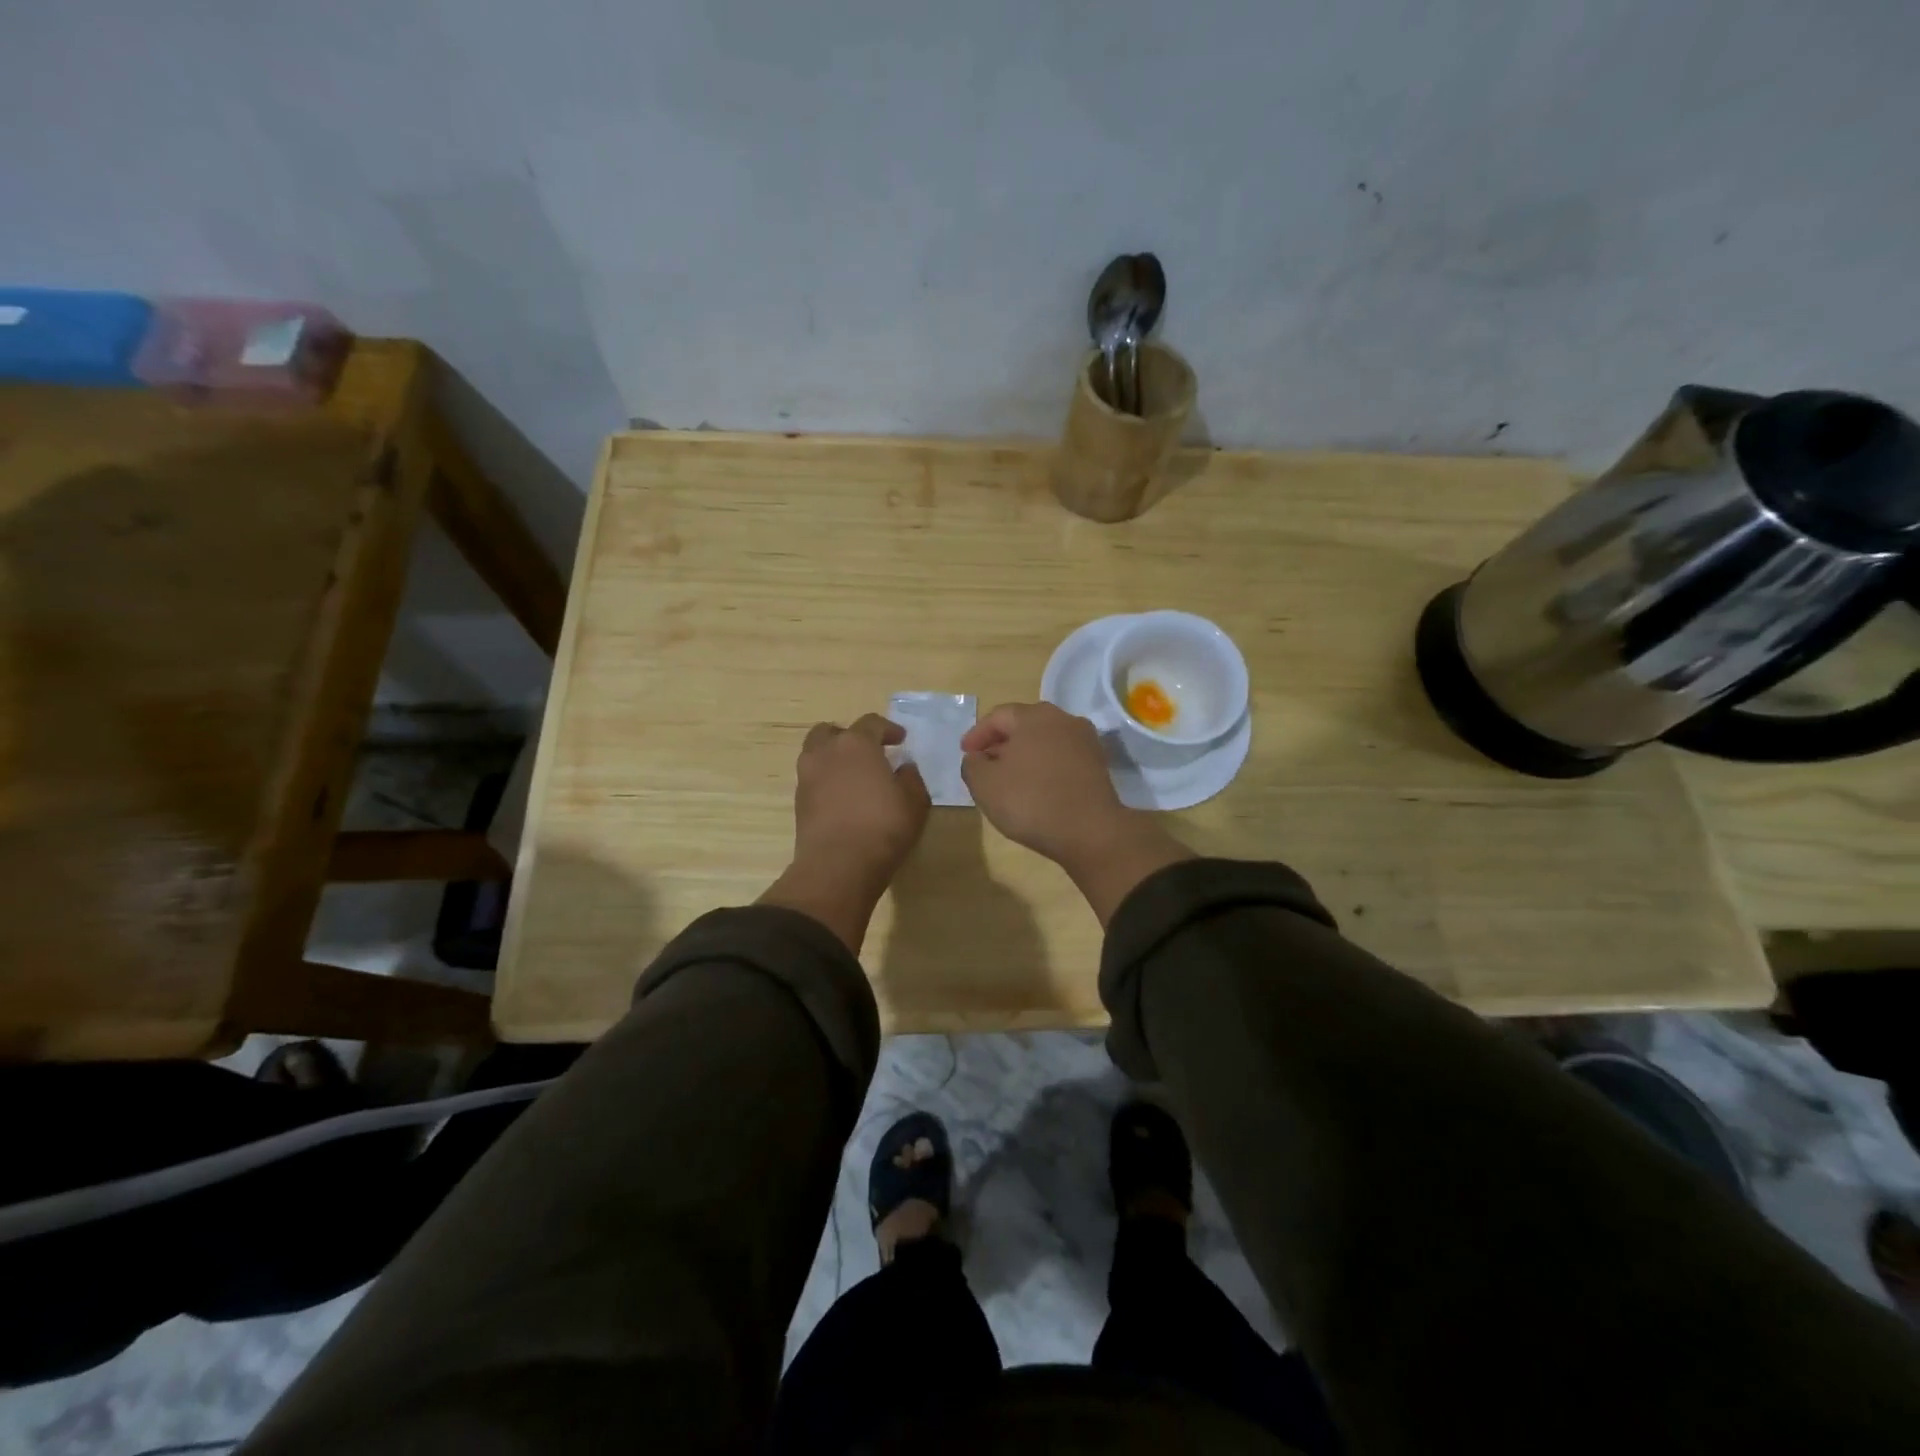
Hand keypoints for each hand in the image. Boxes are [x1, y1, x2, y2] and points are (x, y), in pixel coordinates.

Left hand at [793, 714, 929, 884]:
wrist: (838, 865)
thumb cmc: (883, 826)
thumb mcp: (914, 802)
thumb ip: (911, 778)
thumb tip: (903, 768)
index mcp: (856, 744)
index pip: (871, 723)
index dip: (888, 729)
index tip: (900, 740)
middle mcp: (826, 752)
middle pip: (832, 731)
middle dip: (850, 737)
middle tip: (868, 751)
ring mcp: (807, 776)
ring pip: (816, 753)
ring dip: (834, 758)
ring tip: (853, 775)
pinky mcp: (798, 802)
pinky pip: (813, 779)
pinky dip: (826, 781)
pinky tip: (843, 797)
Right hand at [960, 702, 1191, 923]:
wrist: (1091, 832)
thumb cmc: (1031, 801)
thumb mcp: (984, 784)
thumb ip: (972, 765)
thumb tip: (978, 758)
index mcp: (1034, 716)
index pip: (998, 716)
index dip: (977, 734)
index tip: (965, 753)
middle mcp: (1063, 719)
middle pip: (1024, 725)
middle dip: (1001, 743)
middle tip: (985, 763)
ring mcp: (1085, 741)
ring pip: (1044, 742)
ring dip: (1024, 755)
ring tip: (1008, 778)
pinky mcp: (1098, 765)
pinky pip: (1062, 758)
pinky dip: (1044, 767)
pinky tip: (1035, 788)